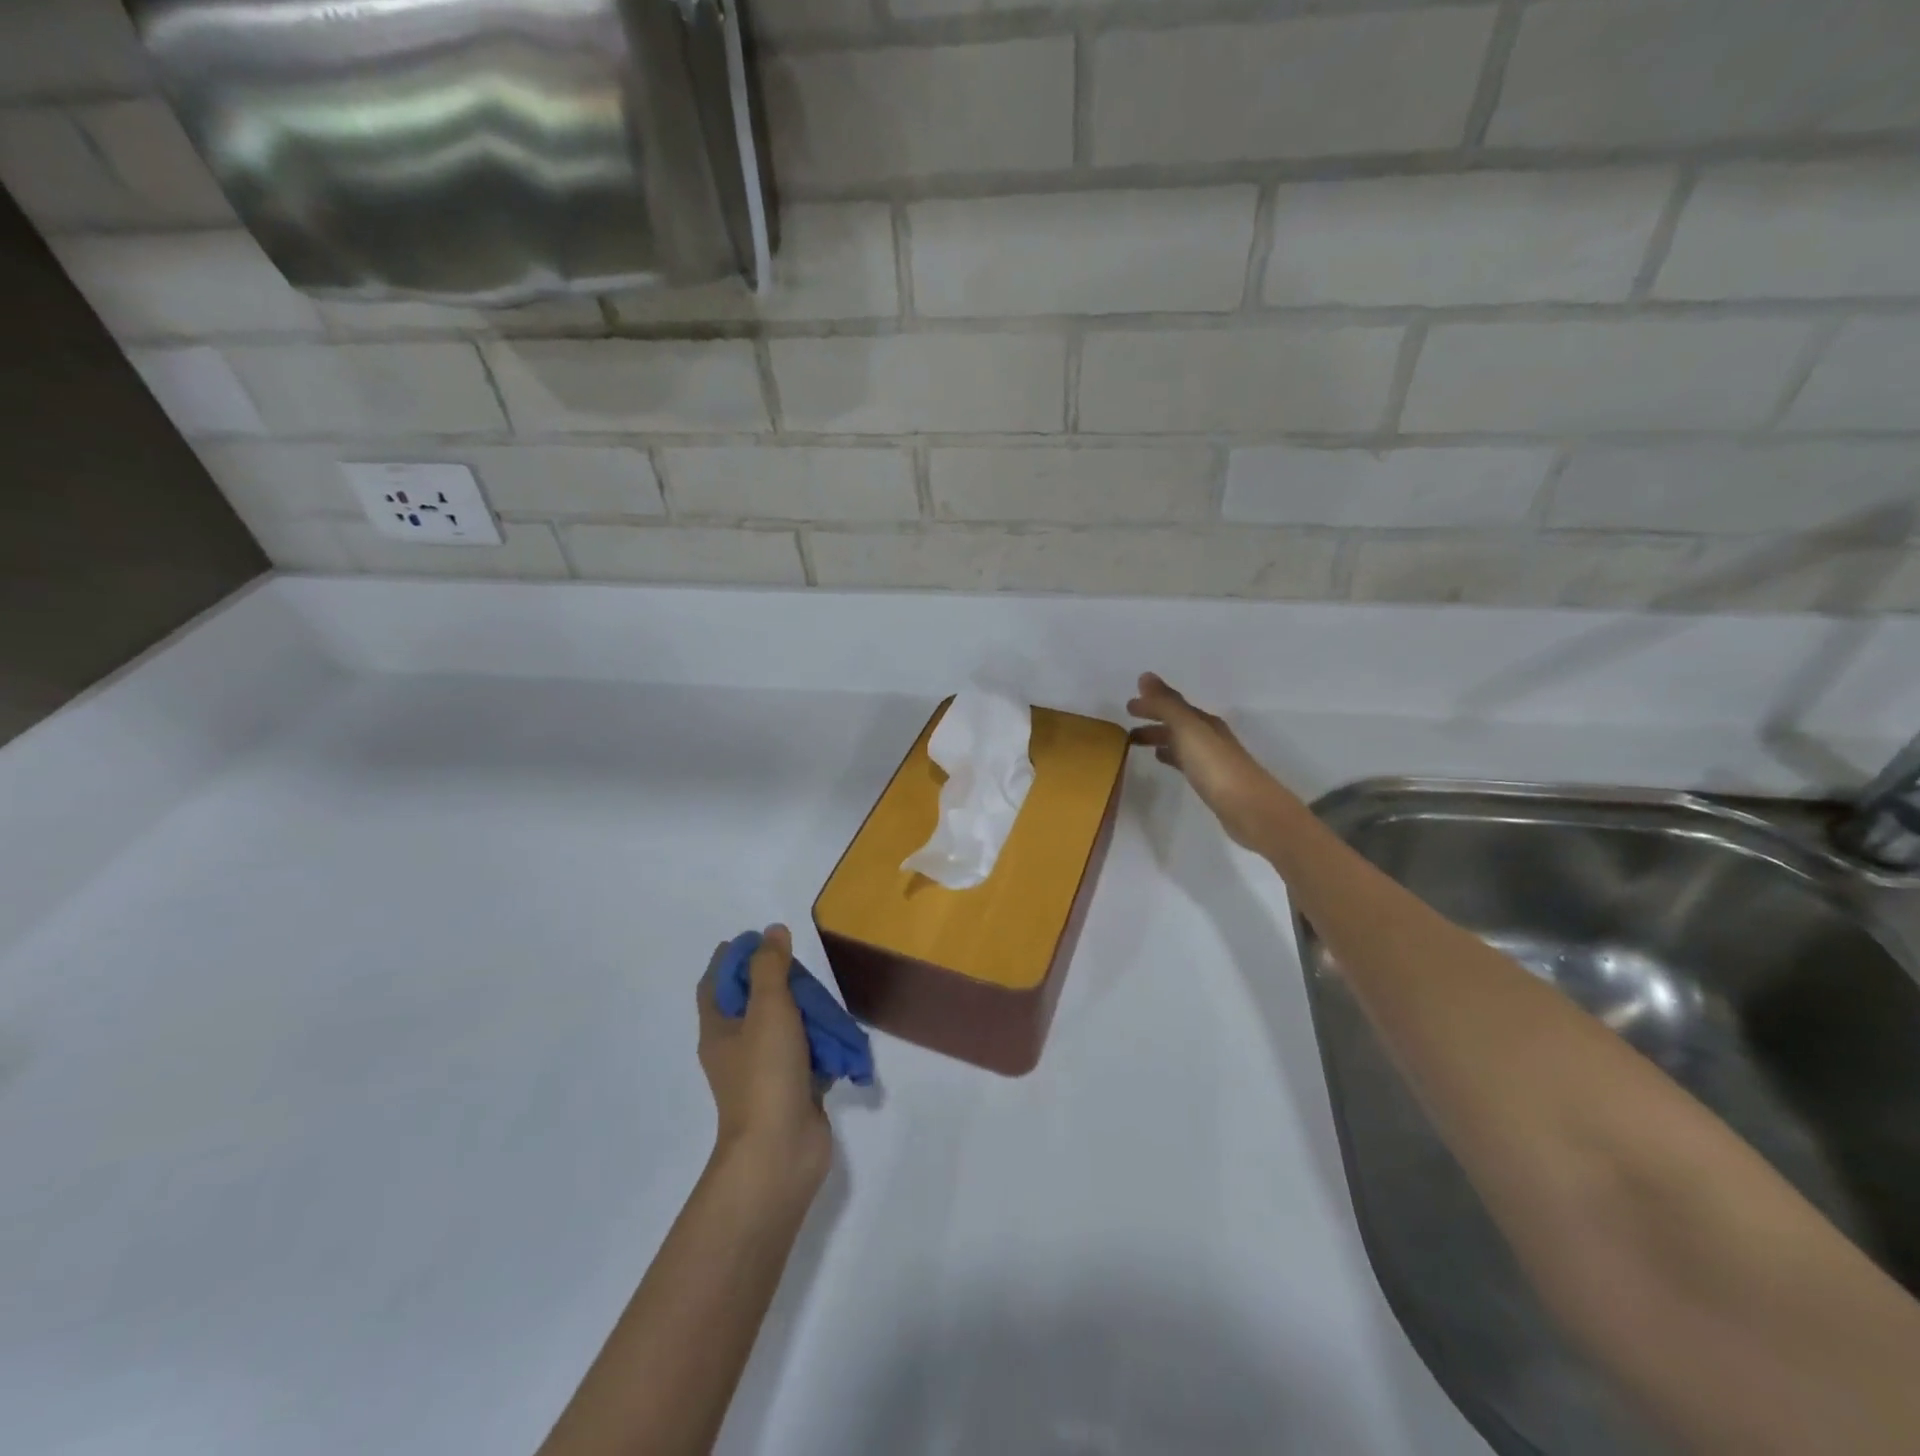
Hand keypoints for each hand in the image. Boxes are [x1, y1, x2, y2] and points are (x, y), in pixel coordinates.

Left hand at [697, 925, 831, 1191]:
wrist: (779, 1151)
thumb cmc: (766, 1073)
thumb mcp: (768, 1008)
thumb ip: (771, 967)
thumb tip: (772, 931)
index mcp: (719, 1028)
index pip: (717, 981)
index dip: (736, 957)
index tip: (765, 940)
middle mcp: (736, 1048)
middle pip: (753, 1002)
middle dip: (779, 983)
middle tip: (804, 972)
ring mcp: (764, 1071)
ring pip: (784, 1028)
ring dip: (806, 1014)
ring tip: (829, 1003)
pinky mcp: (790, 1089)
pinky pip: (805, 1056)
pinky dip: (821, 1044)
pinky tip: (840, 1037)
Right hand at [1127, 673, 1285, 850]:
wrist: (1250, 808)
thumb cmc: (1215, 766)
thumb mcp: (1187, 730)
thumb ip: (1166, 705)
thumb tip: (1145, 676)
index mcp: (1204, 722)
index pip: (1174, 705)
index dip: (1152, 703)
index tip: (1128, 706)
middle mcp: (1209, 736)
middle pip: (1178, 723)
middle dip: (1154, 720)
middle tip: (1127, 725)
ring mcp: (1212, 760)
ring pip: (1180, 742)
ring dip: (1160, 738)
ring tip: (1137, 743)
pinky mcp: (1211, 782)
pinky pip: (1185, 761)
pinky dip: (1171, 756)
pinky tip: (1164, 762)